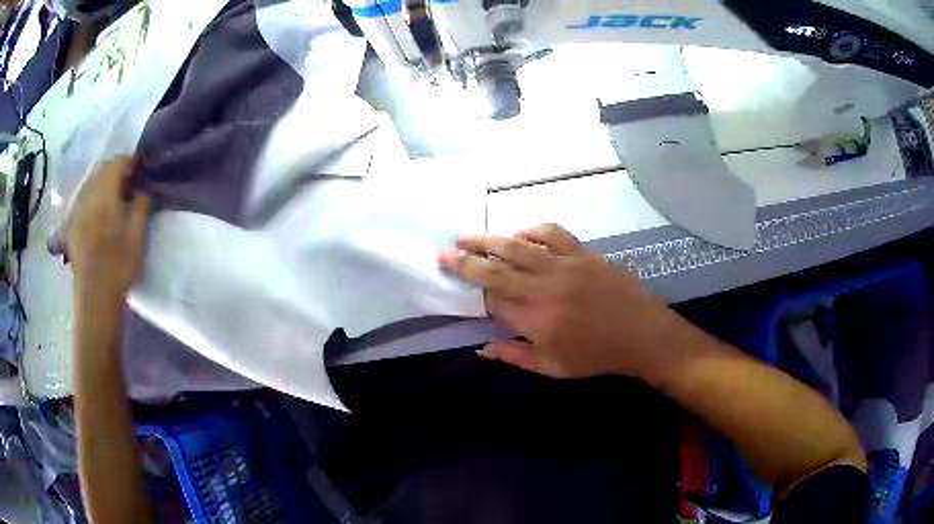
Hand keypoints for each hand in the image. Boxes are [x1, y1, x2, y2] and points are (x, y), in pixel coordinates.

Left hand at [67, 157, 152, 309]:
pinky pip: (82, 202)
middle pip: (102, 170)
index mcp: (105, 191)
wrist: (96, 297)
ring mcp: (77, 210)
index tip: (142, 170)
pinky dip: (92, 201)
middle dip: (115, 173)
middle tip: (128, 186)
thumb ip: (142, 203)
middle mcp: (88, 194)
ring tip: (112, 201)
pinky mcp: (72, 226)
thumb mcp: (139, 232)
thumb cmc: (119, 262)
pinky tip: (97, 216)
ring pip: (90, 185)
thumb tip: (143, 191)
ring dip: (102, 186)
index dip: (132, 162)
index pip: (119, 162)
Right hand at [440, 224, 683, 379]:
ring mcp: (566, 266)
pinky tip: (519, 234)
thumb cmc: (598, 357)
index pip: (493, 300)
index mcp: (537, 321)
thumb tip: (481, 347)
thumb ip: (515, 357)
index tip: (460, 285)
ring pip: (518, 245)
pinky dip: (531, 230)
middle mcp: (545, 289)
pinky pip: (552, 232)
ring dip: (489, 239)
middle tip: (445, 251)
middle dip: (466, 260)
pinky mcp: (583, 253)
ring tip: (469, 236)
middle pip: (496, 269)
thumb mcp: (554, 369)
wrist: (643, 335)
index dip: (475, 292)